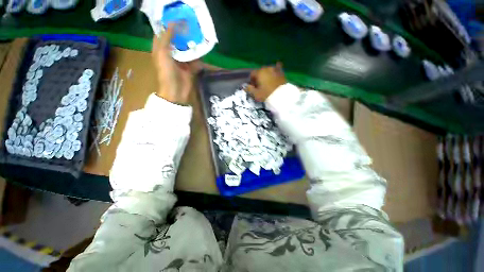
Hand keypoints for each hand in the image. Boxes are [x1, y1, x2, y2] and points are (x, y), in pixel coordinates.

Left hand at [152, 25, 197, 104]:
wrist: (176, 91)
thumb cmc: (166, 72)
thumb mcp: (162, 53)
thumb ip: (166, 38)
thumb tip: (173, 23)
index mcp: (161, 49)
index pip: (163, 34)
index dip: (168, 25)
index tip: (177, 18)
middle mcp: (171, 54)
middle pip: (177, 41)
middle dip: (183, 34)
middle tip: (190, 25)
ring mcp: (181, 62)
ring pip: (187, 50)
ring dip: (192, 44)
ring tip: (198, 35)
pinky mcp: (190, 68)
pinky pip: (195, 60)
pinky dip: (199, 56)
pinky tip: (202, 50)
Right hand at [246, 62, 286, 101]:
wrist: (282, 96)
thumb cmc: (266, 95)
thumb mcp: (256, 94)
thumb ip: (249, 89)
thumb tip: (245, 86)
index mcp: (259, 72)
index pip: (252, 74)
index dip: (251, 81)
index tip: (253, 87)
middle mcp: (267, 68)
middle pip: (260, 72)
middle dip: (259, 78)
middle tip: (260, 86)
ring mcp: (275, 70)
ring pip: (268, 71)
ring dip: (266, 76)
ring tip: (267, 84)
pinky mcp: (282, 73)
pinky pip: (276, 71)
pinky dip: (274, 74)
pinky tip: (275, 76)